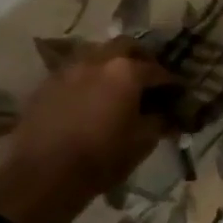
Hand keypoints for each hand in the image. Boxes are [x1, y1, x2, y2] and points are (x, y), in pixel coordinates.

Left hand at [0, 38, 177, 222]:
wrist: (44, 176)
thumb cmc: (102, 158)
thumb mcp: (143, 142)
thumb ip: (159, 122)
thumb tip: (167, 115)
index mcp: (126, 72)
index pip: (157, 70)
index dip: (171, 82)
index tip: (178, 92)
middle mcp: (97, 61)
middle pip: (125, 46)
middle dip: (140, 58)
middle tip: (147, 78)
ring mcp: (68, 70)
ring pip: (96, 54)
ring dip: (111, 64)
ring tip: (116, 86)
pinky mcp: (46, 84)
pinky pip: (74, 72)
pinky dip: (88, 78)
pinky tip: (90, 98)